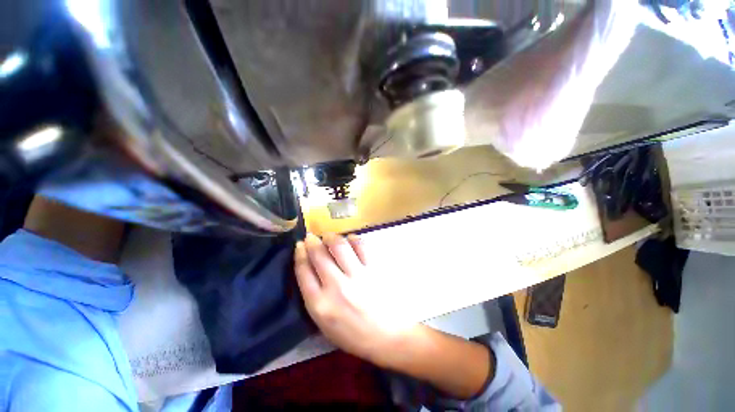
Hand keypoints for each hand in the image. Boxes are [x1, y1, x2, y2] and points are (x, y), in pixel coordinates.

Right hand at [293, 233, 419, 365]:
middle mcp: (336, 287)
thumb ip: (316, 300)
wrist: (391, 336)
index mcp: (320, 305)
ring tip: (329, 236)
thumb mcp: (327, 327)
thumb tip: (311, 273)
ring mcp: (357, 275)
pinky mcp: (374, 268)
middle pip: (319, 256)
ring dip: (331, 237)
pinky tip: (350, 238)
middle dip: (312, 242)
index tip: (299, 246)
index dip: (300, 255)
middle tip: (311, 236)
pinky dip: (353, 239)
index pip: (303, 272)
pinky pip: (361, 246)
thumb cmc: (357, 336)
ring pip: (339, 246)